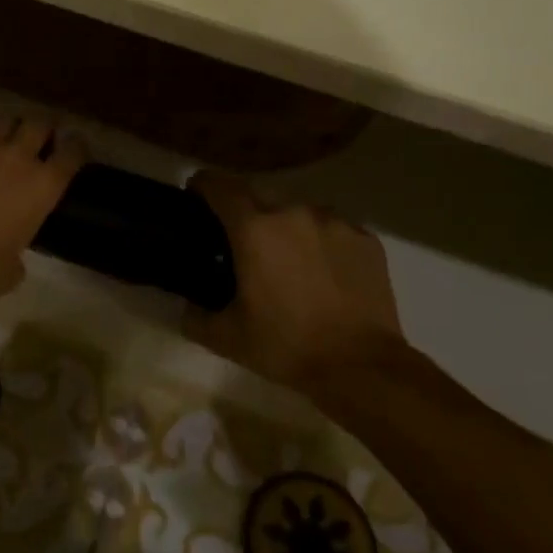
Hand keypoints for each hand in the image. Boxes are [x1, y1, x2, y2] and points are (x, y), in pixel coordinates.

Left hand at [0, 107, 83, 305]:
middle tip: (37, 135)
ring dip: (8, 123)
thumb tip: (10, 245)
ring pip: (4, 116)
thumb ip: (20, 245)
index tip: (71, 148)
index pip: (72, 152)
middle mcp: (18, 156)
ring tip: (3, 131)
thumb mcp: (14, 268)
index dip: (75, 147)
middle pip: (40, 123)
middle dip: (42, 127)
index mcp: (43, 186)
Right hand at [187, 172, 406, 391]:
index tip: (195, 198)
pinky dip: (321, 243)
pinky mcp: (366, 239)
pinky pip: (332, 229)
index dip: (202, 186)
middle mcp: (293, 213)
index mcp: (254, 229)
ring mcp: (335, 222)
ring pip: (298, 214)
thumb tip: (187, 306)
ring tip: (288, 263)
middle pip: (259, 198)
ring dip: (286, 230)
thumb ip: (196, 316)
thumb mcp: (227, 339)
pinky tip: (324, 274)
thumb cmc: (287, 346)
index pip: (219, 185)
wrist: (363, 367)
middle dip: (246, 216)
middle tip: (243, 248)